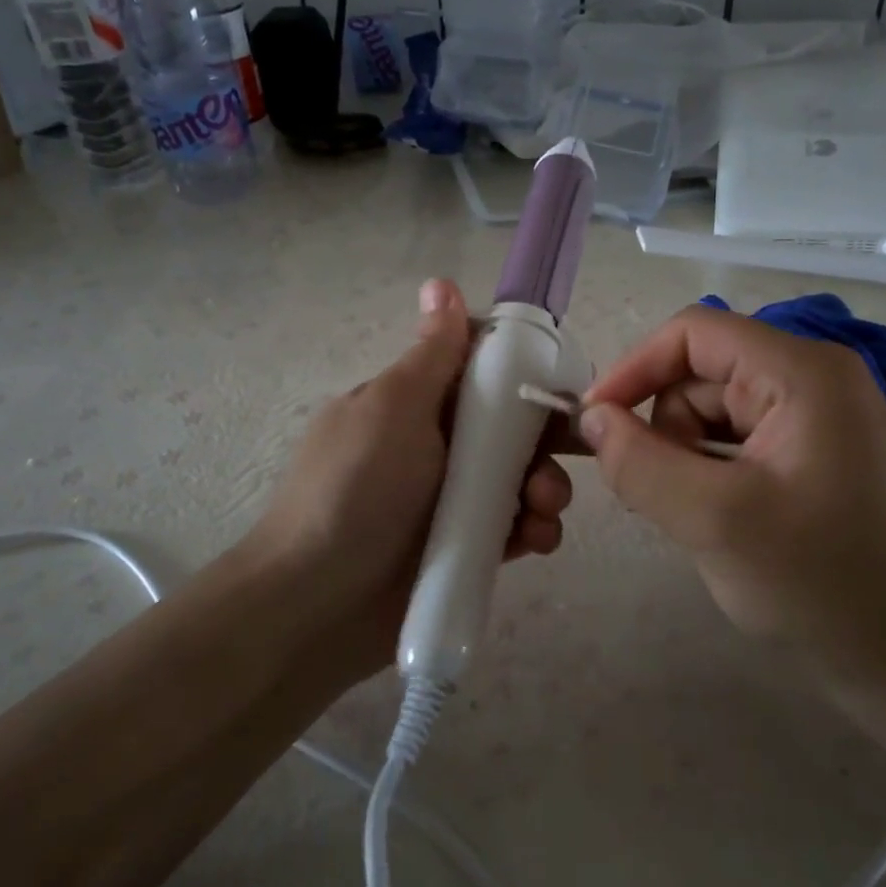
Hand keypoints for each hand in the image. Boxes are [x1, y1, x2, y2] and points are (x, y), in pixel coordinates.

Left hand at [243, 278, 573, 678]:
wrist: (314, 605)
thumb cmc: (354, 491)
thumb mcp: (391, 409)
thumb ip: (431, 355)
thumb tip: (440, 282)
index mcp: (416, 401)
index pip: (483, 371)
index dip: (526, 373)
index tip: (562, 385)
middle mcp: (436, 444)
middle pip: (512, 427)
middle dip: (545, 439)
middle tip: (571, 455)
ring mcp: (450, 499)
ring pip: (519, 478)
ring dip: (545, 487)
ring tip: (542, 511)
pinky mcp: (463, 548)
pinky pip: (512, 527)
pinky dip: (532, 530)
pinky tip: (535, 541)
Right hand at [579, 303, 885, 690]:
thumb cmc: (819, 582)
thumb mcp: (714, 520)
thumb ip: (639, 462)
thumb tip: (591, 419)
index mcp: (801, 372)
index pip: (693, 333)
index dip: (634, 368)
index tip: (594, 423)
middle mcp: (811, 379)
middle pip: (700, 373)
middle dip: (663, 426)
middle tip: (653, 493)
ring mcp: (814, 417)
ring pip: (710, 411)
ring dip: (681, 456)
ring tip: (690, 516)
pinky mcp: (811, 453)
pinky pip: (733, 441)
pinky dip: (706, 472)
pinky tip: (711, 518)